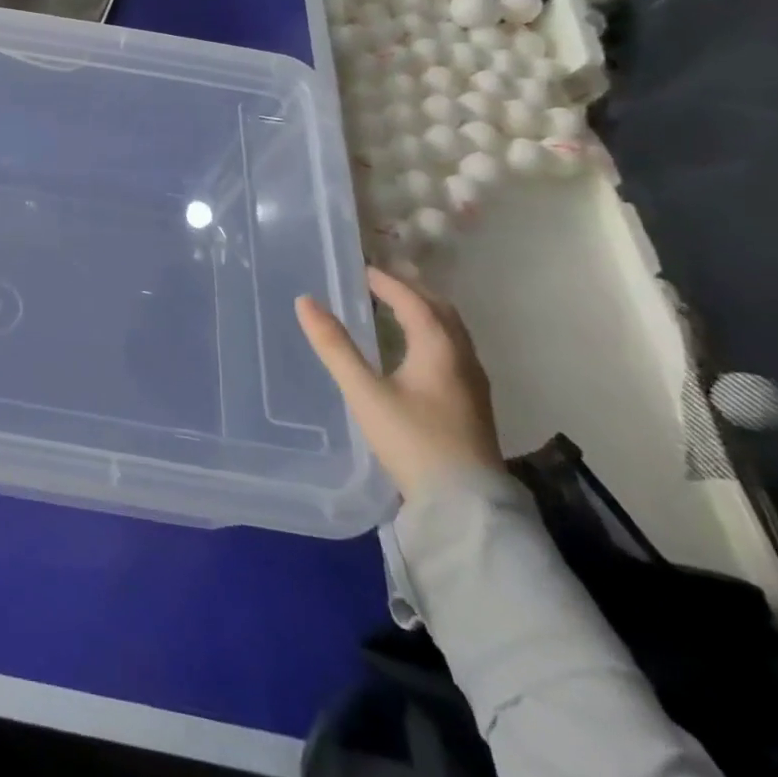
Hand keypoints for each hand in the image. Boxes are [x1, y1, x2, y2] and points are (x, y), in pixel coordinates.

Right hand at [296, 267, 502, 499]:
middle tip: (380, 283)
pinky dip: (432, 335)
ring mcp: (473, 384)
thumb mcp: (364, 392)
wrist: (465, 506)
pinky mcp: (472, 405)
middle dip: (412, 291)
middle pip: (442, 312)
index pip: (414, 301)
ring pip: (452, 333)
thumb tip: (305, 302)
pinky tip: (414, 352)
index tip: (361, 270)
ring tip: (395, 309)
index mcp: (439, 349)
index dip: (387, 282)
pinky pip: (453, 352)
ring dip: (425, 313)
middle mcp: (462, 359)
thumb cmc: (412, 441)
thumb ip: (334, 346)